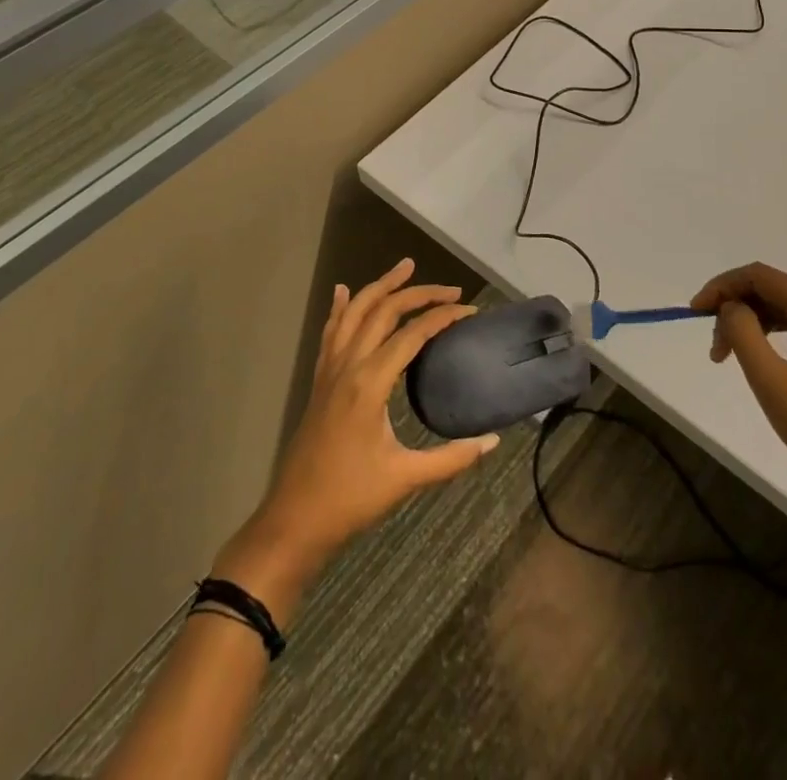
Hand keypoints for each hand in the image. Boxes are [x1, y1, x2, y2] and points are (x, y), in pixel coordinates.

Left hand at [214, 259, 497, 619]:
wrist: (294, 519)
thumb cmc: (350, 499)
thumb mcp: (405, 479)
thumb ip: (451, 458)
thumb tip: (492, 440)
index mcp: (370, 382)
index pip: (412, 334)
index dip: (443, 317)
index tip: (470, 310)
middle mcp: (348, 365)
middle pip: (383, 310)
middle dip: (418, 293)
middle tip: (450, 288)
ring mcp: (330, 369)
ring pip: (355, 312)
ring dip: (380, 286)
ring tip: (404, 267)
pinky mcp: (320, 380)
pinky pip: (331, 331)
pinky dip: (340, 307)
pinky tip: (343, 291)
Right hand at [692, 263, 786, 540]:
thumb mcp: (772, 383)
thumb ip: (742, 332)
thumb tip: (729, 307)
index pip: (763, 277)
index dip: (723, 286)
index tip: (694, 312)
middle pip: (774, 290)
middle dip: (736, 309)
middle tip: (713, 346)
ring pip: (785, 309)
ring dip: (751, 323)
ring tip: (726, 356)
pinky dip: (772, 336)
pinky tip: (756, 358)